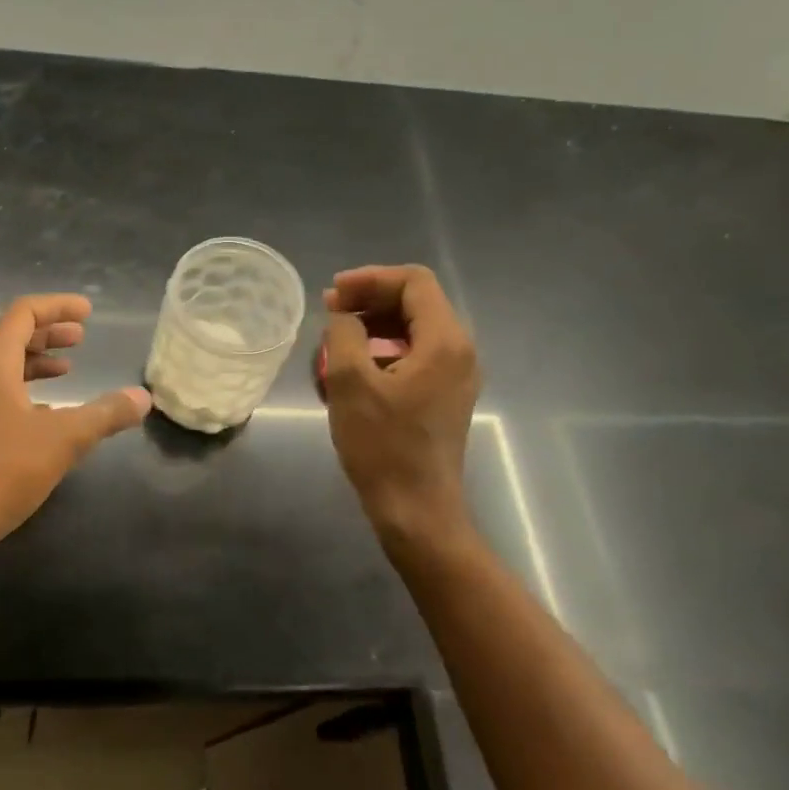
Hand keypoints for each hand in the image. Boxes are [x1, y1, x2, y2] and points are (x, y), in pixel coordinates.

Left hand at [0, 294, 150, 555]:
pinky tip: (49, 416)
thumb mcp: (63, 439)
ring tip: (68, 370)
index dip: (57, 306)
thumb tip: (142, 397)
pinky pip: (0, 396)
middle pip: (11, 337)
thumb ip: (105, 414)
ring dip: (37, 362)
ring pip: (5, 369)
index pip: (23, 314)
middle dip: (48, 333)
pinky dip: (28, 393)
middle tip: (81, 337)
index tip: (88, 312)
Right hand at [323, 265, 481, 538]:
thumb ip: (344, 334)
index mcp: (445, 341)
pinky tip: (351, 371)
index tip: (332, 294)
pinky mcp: (444, 397)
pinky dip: (382, 351)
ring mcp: (455, 376)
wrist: (415, 510)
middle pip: (416, 302)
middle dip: (369, 300)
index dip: (370, 279)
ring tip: (334, 342)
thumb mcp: (350, 383)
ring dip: (373, 326)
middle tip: (329, 312)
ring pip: (413, 329)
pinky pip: (414, 356)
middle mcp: (459, 351)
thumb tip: (343, 317)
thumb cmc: (383, 445)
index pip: (413, 282)